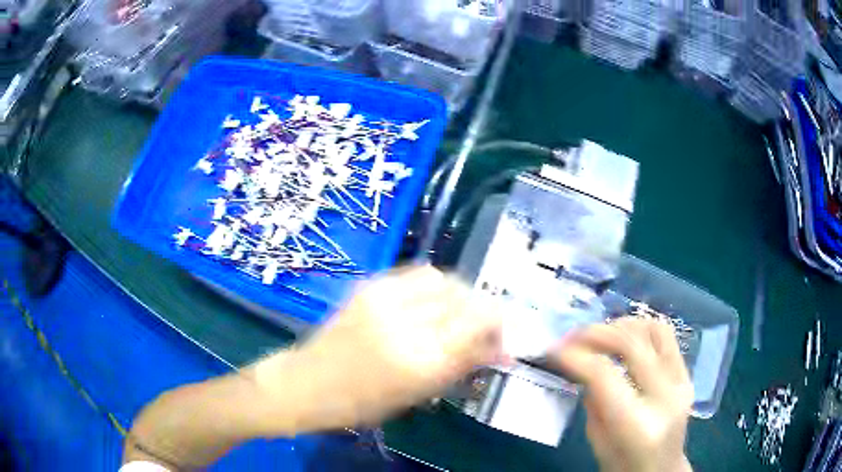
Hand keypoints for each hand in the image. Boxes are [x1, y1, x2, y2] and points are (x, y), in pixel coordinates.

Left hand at [252, 266, 504, 431]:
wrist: (307, 383)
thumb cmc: (362, 403)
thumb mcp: (418, 394)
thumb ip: (462, 366)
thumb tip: (502, 350)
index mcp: (420, 359)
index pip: (478, 323)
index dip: (500, 326)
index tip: (506, 338)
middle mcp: (405, 321)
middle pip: (465, 297)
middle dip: (485, 310)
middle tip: (486, 327)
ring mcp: (384, 297)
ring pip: (443, 279)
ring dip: (461, 295)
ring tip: (460, 314)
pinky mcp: (369, 285)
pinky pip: (417, 274)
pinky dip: (436, 287)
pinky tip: (433, 304)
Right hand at [549, 317, 693, 471]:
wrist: (663, 469)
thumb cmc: (624, 466)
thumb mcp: (598, 442)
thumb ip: (593, 403)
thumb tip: (583, 366)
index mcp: (637, 425)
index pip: (604, 376)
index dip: (577, 356)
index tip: (555, 349)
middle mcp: (665, 397)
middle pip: (631, 345)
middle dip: (596, 333)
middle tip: (571, 336)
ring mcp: (681, 382)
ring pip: (654, 330)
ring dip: (622, 325)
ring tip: (600, 335)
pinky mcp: (687, 374)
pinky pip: (666, 336)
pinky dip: (642, 328)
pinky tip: (625, 337)